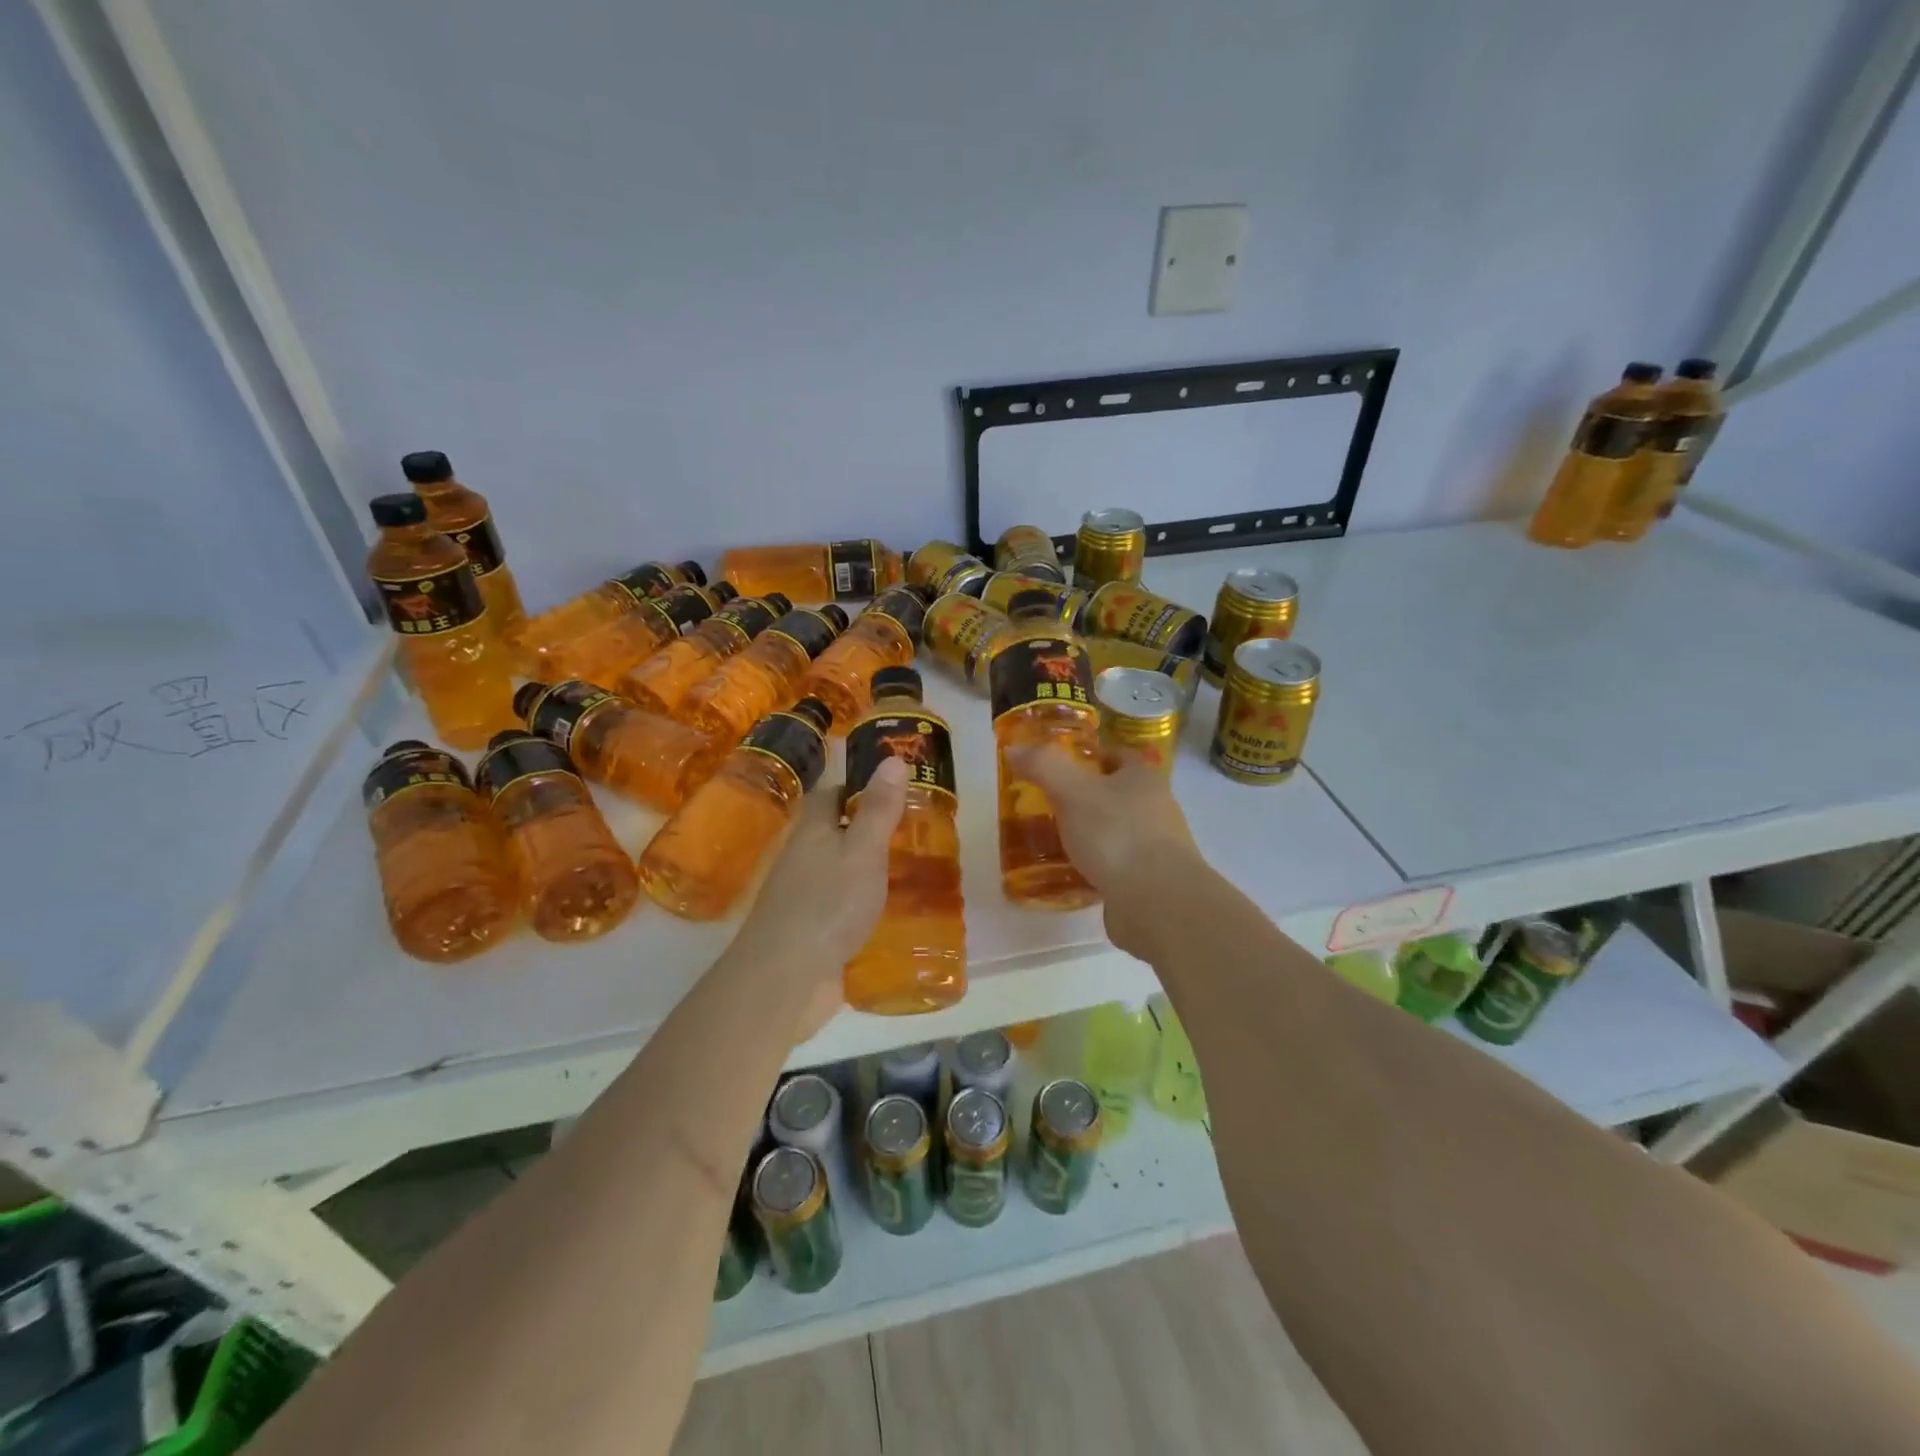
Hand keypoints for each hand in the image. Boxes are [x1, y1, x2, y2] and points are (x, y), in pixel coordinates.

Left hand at [727, 755, 908, 1040]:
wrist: (787, 976)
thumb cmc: (828, 903)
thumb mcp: (863, 850)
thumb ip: (878, 808)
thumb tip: (893, 758)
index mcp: (813, 830)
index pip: (834, 794)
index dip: (861, 788)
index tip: (897, 791)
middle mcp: (804, 857)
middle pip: (837, 833)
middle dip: (871, 831)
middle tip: (917, 833)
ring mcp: (804, 896)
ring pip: (840, 871)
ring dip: (869, 870)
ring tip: (913, 871)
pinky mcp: (811, 931)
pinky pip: (841, 907)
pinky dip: (864, 905)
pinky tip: (891, 915)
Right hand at [1009, 743, 1201, 956]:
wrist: (1158, 901)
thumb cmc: (1116, 835)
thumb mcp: (1073, 791)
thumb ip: (1044, 766)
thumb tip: (1014, 748)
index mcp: (1143, 778)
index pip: (1119, 756)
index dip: (1091, 757)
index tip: (1061, 768)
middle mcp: (1157, 808)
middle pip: (1119, 794)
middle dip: (1088, 797)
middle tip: (1050, 805)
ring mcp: (1157, 847)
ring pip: (1118, 831)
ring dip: (1093, 834)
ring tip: (1056, 841)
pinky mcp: (1151, 881)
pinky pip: (1119, 866)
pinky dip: (1098, 866)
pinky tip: (1073, 874)